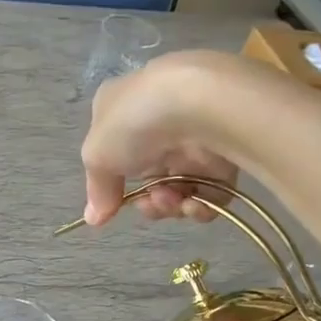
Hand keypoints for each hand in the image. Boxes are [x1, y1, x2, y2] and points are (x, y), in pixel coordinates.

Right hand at [81, 53, 246, 225]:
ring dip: (171, 206)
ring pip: (180, 188)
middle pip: (149, 178)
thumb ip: (96, 189)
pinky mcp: (227, 153)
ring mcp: (194, 137)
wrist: (202, 102)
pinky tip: (195, 204)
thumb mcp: (97, 155)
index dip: (112, 182)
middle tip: (149, 204)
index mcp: (122, 108)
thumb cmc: (135, 122)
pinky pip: (211, 192)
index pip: (115, 151)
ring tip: (174, 200)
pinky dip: (202, 206)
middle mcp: (159, 122)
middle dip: (147, 201)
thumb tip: (93, 218)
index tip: (111, 204)